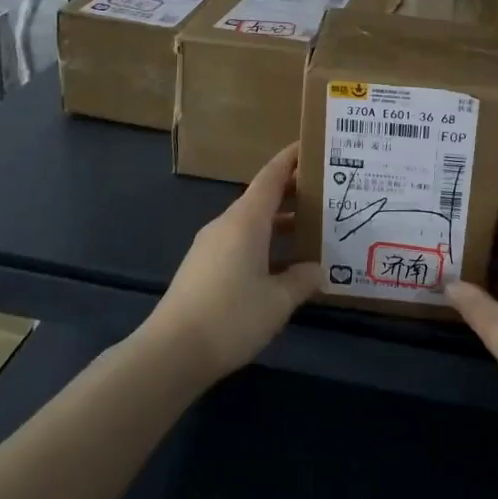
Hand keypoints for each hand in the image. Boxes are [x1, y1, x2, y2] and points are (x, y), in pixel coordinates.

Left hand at [141, 143, 320, 386]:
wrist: (171, 351)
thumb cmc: (231, 317)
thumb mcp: (277, 301)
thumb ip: (301, 280)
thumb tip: (317, 269)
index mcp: (246, 220)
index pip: (271, 176)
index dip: (290, 160)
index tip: (311, 146)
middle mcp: (227, 224)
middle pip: (262, 198)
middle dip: (292, 194)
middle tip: (325, 194)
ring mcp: (210, 246)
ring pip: (251, 223)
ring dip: (278, 223)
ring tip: (310, 231)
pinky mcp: (202, 268)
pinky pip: (239, 243)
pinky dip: (263, 243)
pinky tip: (280, 266)